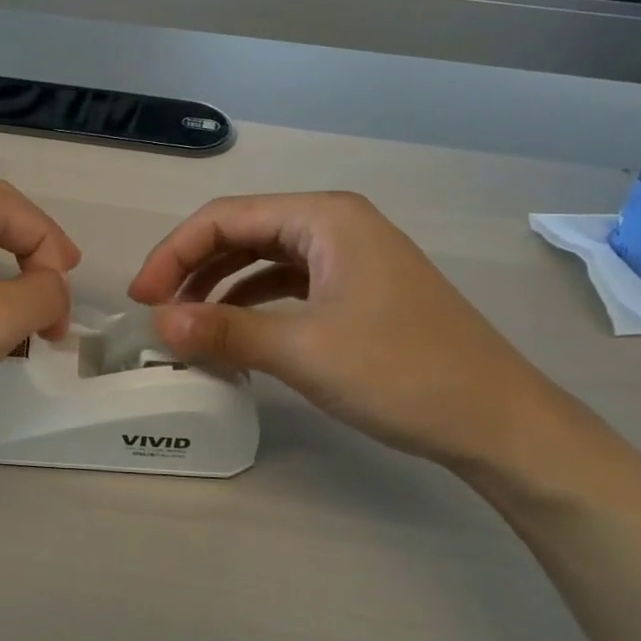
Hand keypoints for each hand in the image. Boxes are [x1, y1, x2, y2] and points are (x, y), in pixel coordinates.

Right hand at [128, 191, 565, 469]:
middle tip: (157, 312)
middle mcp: (335, 225)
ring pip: (262, 260)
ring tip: (186, 325)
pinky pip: (287, 285)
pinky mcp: (357, 292)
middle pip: (242, 233)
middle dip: (192, 268)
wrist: (499, 423)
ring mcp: (349, 258)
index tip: (140, 298)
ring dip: (219, 287)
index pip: (225, 217)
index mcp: (324, 217)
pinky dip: (252, 304)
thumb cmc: (402, 373)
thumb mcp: (303, 351)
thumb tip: (159, 323)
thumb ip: (225, 331)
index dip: (173, 252)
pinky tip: (233, 333)